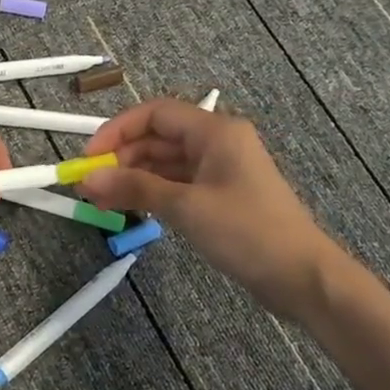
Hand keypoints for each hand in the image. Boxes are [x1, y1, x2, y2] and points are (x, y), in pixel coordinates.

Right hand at [81, 98, 332, 311]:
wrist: (301, 276)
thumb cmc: (246, 232)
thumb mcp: (185, 207)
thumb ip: (135, 187)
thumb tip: (88, 178)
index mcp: (215, 131)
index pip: (155, 113)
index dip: (117, 131)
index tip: (89, 157)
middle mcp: (217, 142)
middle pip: (158, 138)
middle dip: (121, 158)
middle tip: (89, 186)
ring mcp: (220, 170)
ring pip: (165, 163)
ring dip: (133, 178)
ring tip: (101, 201)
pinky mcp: (220, 196)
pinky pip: (177, 184)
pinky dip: (152, 193)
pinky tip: (129, 208)